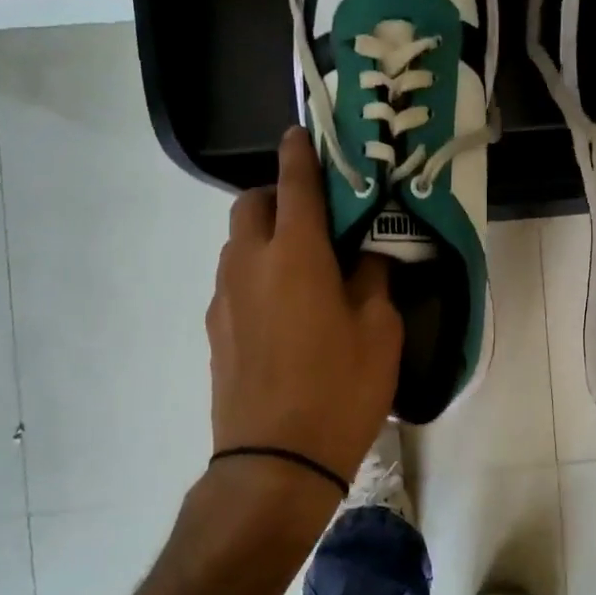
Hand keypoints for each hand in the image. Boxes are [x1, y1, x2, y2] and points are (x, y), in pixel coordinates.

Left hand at [207, 127, 402, 491]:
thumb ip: (373, 280)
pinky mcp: (214, 330)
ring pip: (237, 244)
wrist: (275, 462)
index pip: (295, 184)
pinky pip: (234, 281)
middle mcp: (250, 264)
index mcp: (296, 254)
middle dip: (276, 195)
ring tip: (303, 267)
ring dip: (264, 237)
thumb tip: (365, 257)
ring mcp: (224, 298)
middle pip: (250, 205)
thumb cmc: (340, 390)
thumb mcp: (380, 333)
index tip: (302, 132)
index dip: (301, 152)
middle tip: (314, 217)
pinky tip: (284, 310)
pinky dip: (256, 275)